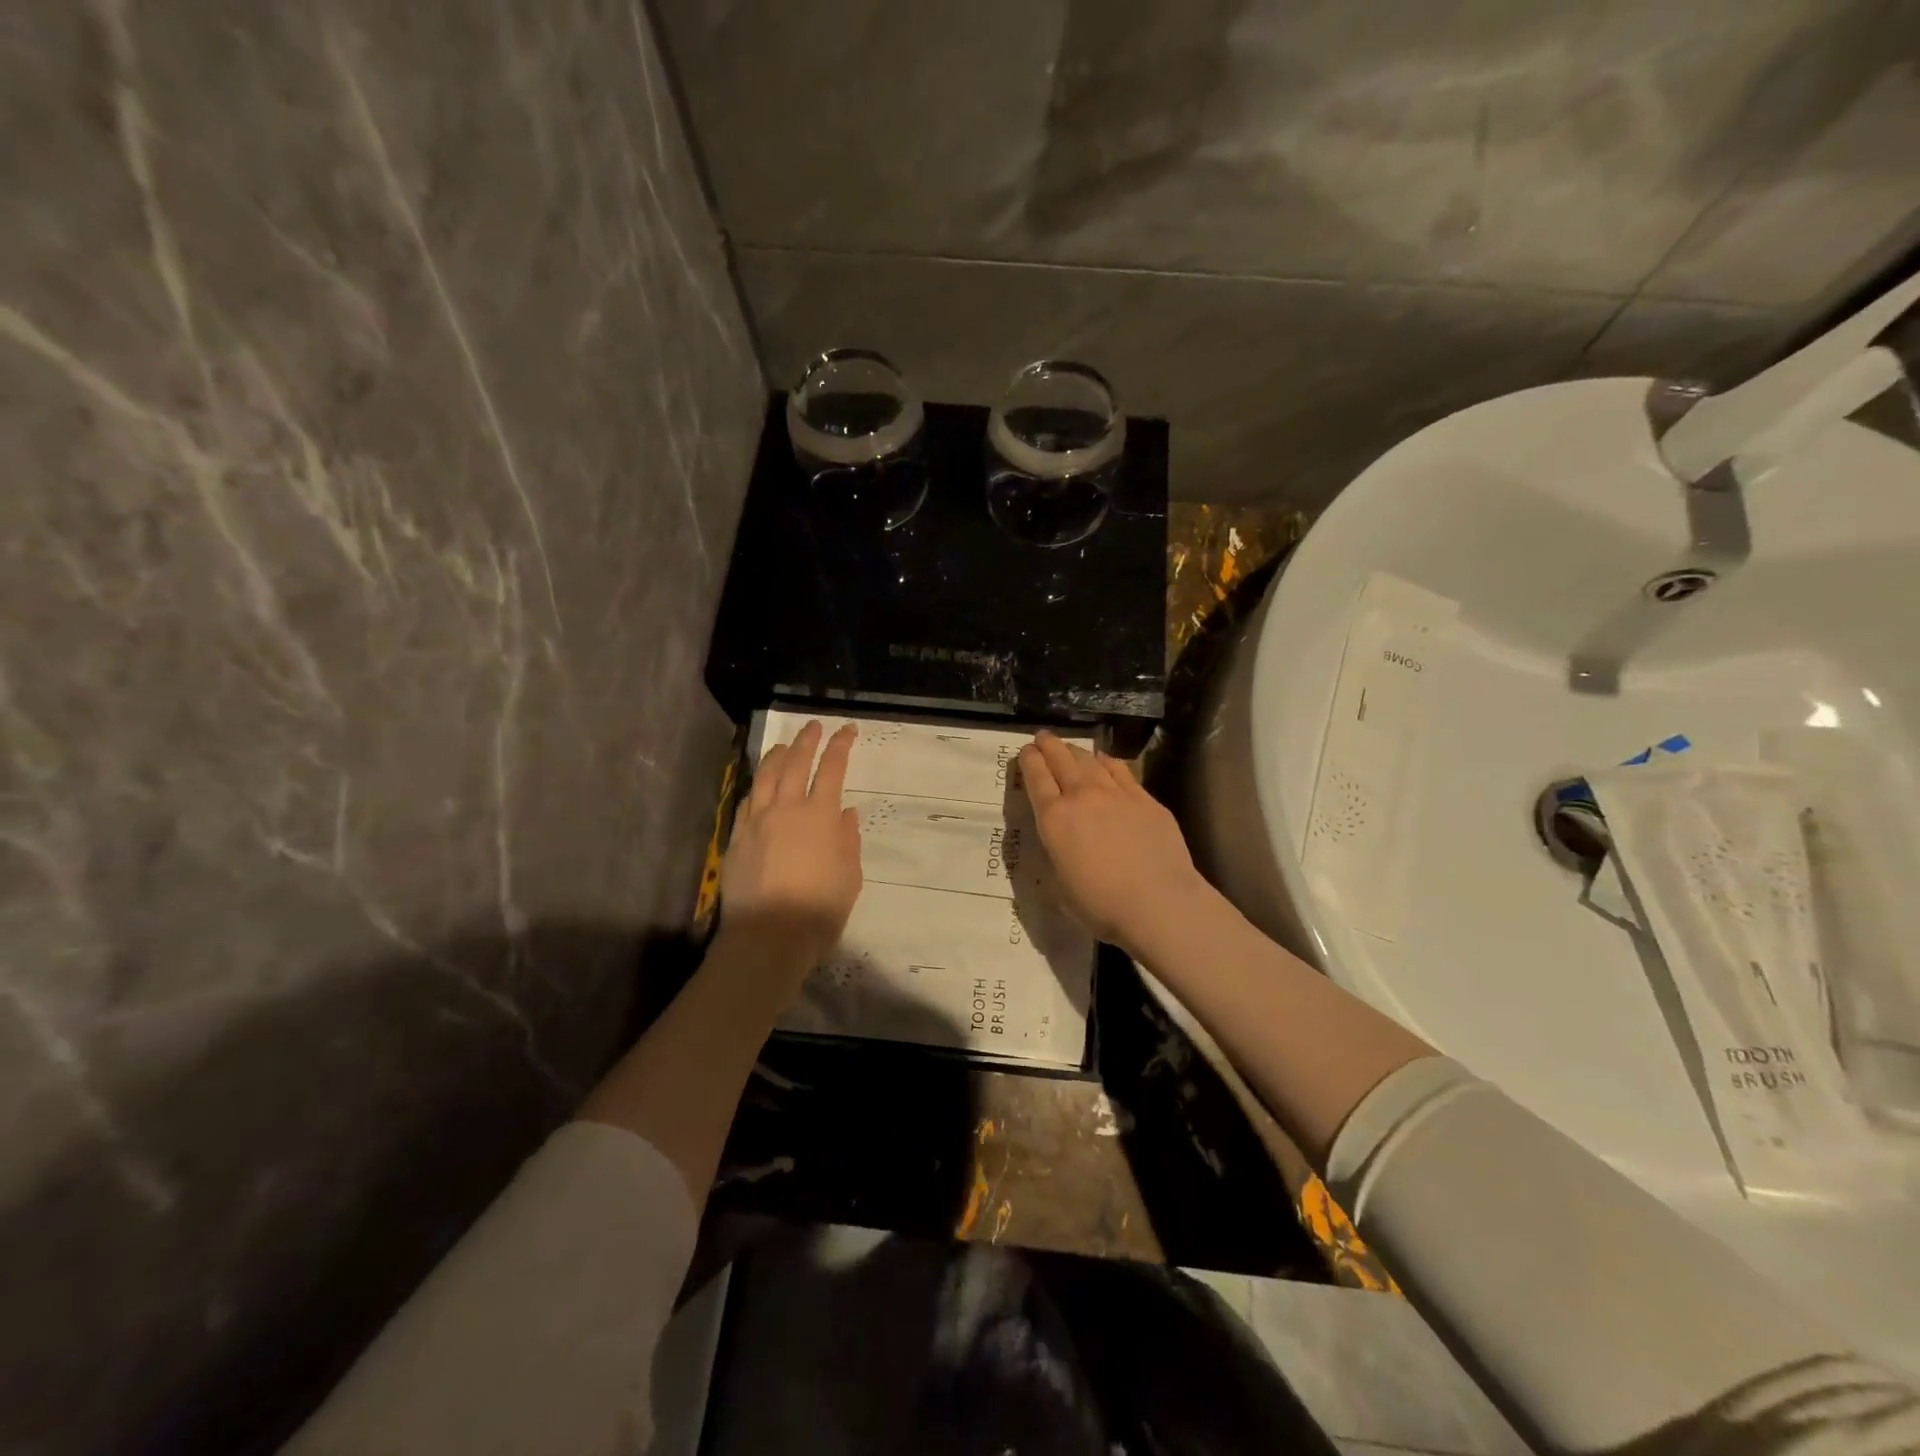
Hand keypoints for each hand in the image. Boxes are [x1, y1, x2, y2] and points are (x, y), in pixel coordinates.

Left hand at [721, 721, 862, 984]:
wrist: (768, 936)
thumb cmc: (820, 909)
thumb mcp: (850, 877)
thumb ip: (848, 841)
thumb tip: (846, 814)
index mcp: (820, 816)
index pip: (831, 769)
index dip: (840, 745)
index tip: (847, 730)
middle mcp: (786, 809)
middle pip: (795, 763)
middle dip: (806, 741)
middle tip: (813, 727)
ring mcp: (757, 821)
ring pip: (765, 777)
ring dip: (777, 756)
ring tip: (784, 746)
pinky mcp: (737, 838)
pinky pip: (747, 801)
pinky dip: (756, 785)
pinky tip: (759, 784)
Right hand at [1018, 731, 1207, 955]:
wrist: (1159, 902)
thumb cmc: (1101, 905)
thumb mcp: (1061, 886)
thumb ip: (1057, 857)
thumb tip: (1060, 846)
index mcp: (1054, 819)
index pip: (1036, 778)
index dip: (1028, 761)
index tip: (1025, 752)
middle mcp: (1082, 796)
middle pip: (1061, 759)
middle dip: (1049, 745)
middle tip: (1043, 738)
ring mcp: (1116, 793)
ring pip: (1090, 760)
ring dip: (1075, 750)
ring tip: (1070, 748)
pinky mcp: (1145, 799)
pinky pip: (1120, 770)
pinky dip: (1106, 761)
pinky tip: (1104, 761)